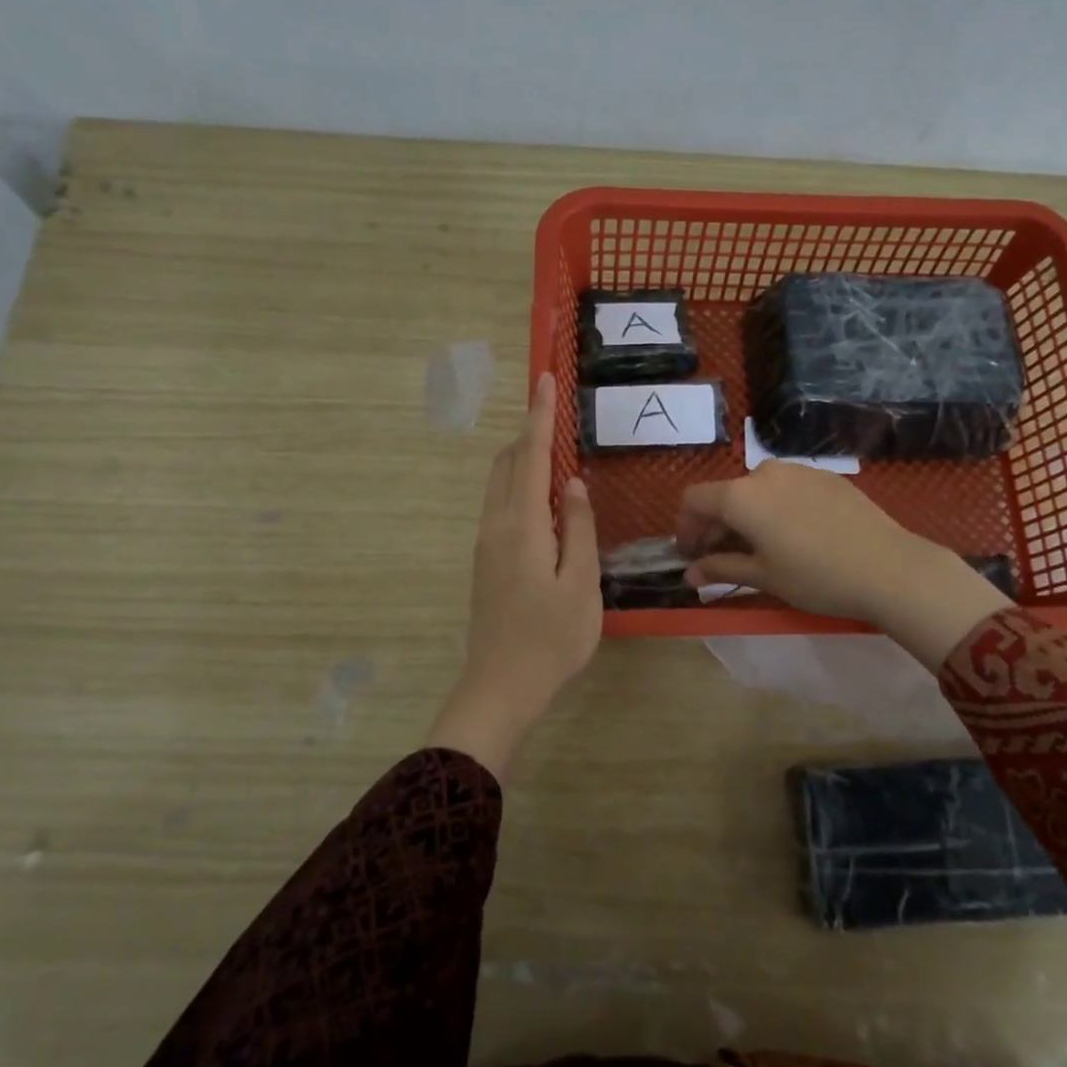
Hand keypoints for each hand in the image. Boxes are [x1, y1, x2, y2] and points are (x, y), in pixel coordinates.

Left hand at [427, 374, 600, 779]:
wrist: (500, 688)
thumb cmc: (551, 638)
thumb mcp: (581, 583)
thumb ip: (577, 528)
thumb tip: (572, 484)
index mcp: (522, 524)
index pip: (531, 456)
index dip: (539, 415)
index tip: (544, 378)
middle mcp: (496, 524)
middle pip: (507, 463)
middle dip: (528, 432)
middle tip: (554, 412)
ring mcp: (486, 543)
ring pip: (500, 484)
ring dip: (523, 459)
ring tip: (555, 452)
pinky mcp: (486, 561)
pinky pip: (501, 506)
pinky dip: (519, 486)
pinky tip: (545, 501)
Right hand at [677, 462, 1009, 667]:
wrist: (889, 567)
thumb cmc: (816, 577)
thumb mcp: (763, 577)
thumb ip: (721, 568)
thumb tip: (690, 574)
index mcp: (741, 496)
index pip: (695, 500)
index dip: (685, 527)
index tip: (690, 554)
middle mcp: (764, 473)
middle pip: (726, 494)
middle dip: (716, 525)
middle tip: (719, 557)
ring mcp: (799, 471)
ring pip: (757, 490)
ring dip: (746, 516)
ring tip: (758, 548)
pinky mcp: (826, 477)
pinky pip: (786, 489)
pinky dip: (775, 509)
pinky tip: (793, 536)